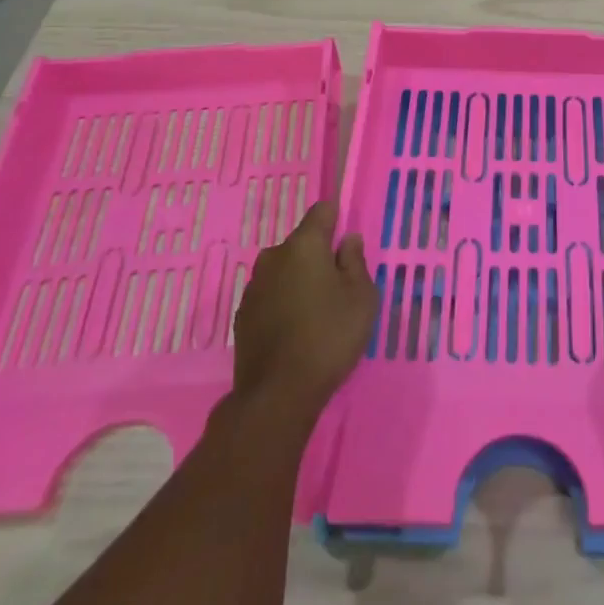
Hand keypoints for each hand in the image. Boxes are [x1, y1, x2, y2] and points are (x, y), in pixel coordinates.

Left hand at [231, 200, 377, 423]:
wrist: (277, 393)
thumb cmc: (329, 336)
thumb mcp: (362, 296)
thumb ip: (355, 261)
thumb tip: (347, 239)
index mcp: (304, 245)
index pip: (322, 211)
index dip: (337, 220)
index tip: (348, 244)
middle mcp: (273, 256)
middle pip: (302, 243)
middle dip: (319, 256)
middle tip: (339, 287)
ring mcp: (253, 286)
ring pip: (284, 270)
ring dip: (299, 280)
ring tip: (317, 312)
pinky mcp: (242, 315)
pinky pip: (270, 295)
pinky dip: (283, 303)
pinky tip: (295, 330)